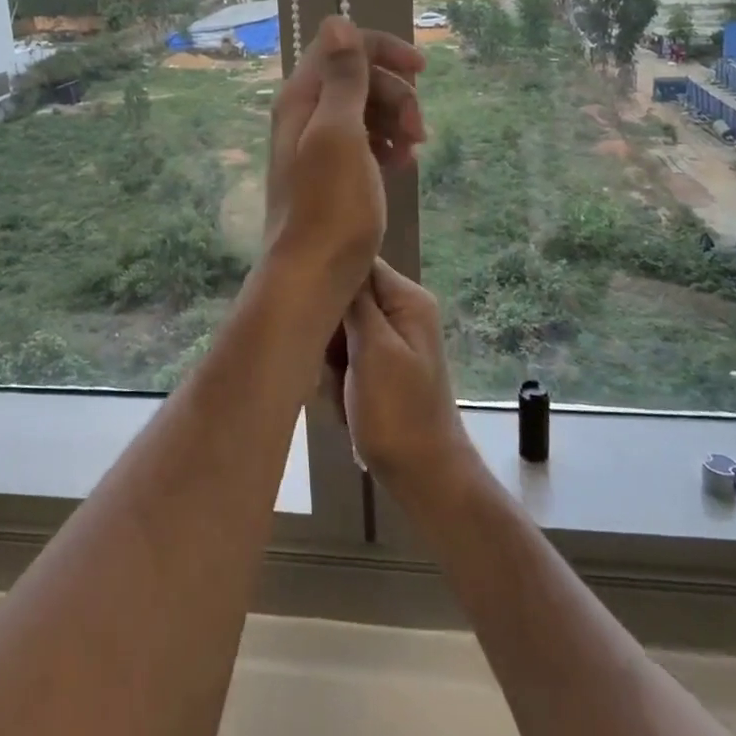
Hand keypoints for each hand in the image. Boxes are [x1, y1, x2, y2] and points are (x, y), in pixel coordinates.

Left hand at [263, 17, 424, 301]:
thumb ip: (342, 77)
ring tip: (412, 153)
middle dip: (396, 94)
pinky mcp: (332, 170)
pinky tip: (402, 165)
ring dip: (396, 121)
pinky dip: (386, 145)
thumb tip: (336, 19)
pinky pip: (365, 140)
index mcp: (302, 97)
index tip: (422, 70)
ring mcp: (318, 143)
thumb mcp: (340, 134)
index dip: (383, 50)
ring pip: (366, 109)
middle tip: (419, 131)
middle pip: (359, 77)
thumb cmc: (330, 206)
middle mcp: (306, 113)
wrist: (312, 275)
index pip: (342, 46)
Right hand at [338, 260, 475, 502]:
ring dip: (331, 360)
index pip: (358, 264)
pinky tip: (343, 401)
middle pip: (346, 298)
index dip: (330, 282)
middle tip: (331, 364)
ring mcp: (392, 340)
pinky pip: (345, 356)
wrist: (424, 477)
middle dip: (330, 331)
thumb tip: (336, 259)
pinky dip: (338, 378)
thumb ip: (356, 303)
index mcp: (407, 299)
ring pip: (340, 330)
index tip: (312, 310)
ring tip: (339, 389)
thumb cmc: (398, 413)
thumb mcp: (374, 350)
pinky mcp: (381, 366)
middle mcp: (401, 311)